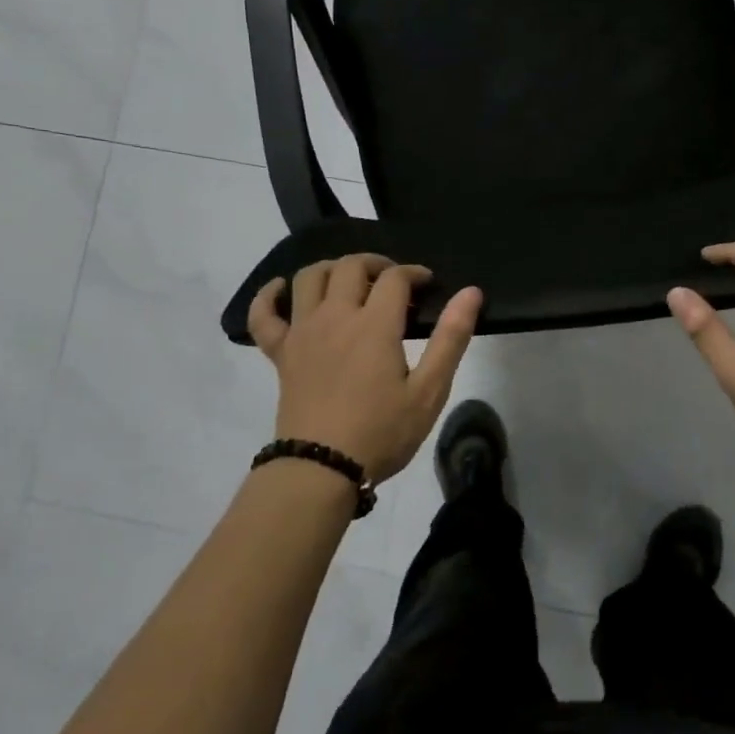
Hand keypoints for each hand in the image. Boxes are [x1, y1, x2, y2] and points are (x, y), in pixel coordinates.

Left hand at [248, 255, 483, 483]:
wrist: (321, 469)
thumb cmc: (382, 432)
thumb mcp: (429, 391)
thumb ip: (451, 338)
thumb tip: (471, 292)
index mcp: (374, 325)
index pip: (394, 277)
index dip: (414, 273)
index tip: (427, 284)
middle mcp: (335, 317)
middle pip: (350, 267)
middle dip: (376, 264)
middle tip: (393, 281)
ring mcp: (302, 332)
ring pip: (309, 278)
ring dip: (331, 269)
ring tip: (349, 281)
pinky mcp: (280, 353)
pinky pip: (263, 315)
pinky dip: (269, 295)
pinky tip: (281, 289)